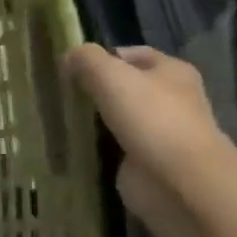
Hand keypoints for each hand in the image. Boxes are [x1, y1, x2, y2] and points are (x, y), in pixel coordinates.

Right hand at [63, 44, 235, 230]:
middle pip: (123, 86)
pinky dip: (93, 145)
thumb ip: (86, 59)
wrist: (180, 182)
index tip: (68, 66)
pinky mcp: (145, 161)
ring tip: (57, 115)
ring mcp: (157, 132)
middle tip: (58, 91)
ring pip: (115, 116)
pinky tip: (69, 142)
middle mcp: (170, 99)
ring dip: (90, 118)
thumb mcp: (111, 75)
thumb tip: (68, 57)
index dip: (101, 56)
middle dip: (93, 88)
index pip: (132, 54)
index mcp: (172, 72)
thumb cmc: (151, 118)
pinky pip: (112, 146)